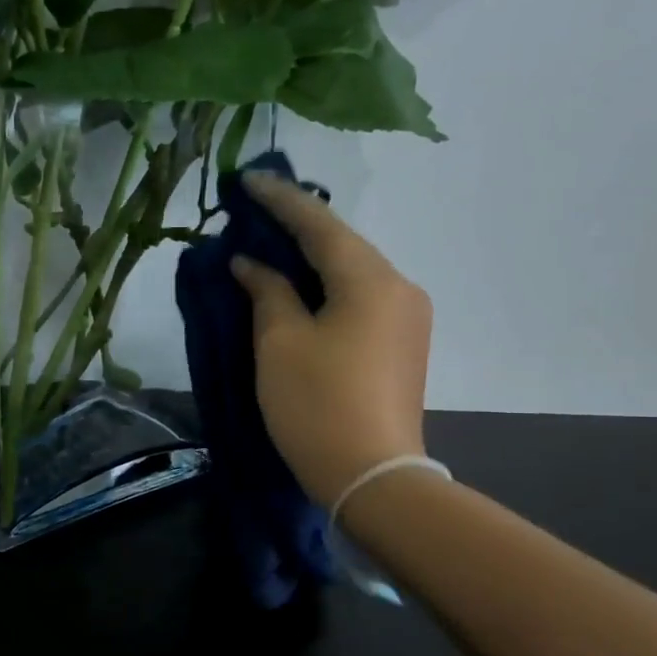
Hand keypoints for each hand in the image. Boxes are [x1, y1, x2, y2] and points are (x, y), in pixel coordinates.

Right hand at [230, 174, 432, 507]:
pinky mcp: (404, 343)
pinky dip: (328, 286)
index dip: (280, 200)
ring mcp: (408, 317)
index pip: (319, 225)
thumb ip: (267, 292)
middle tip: (254, 211)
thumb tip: (252, 263)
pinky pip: (361, 297)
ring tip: (271, 246)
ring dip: (312, 258)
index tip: (248, 179)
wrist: (373, 476)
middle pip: (342, 244)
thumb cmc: (317, 404)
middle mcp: (400, 287)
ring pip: (352, 271)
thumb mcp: (280, 343)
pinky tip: (301, 287)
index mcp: (370, 280)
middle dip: (297, 227)